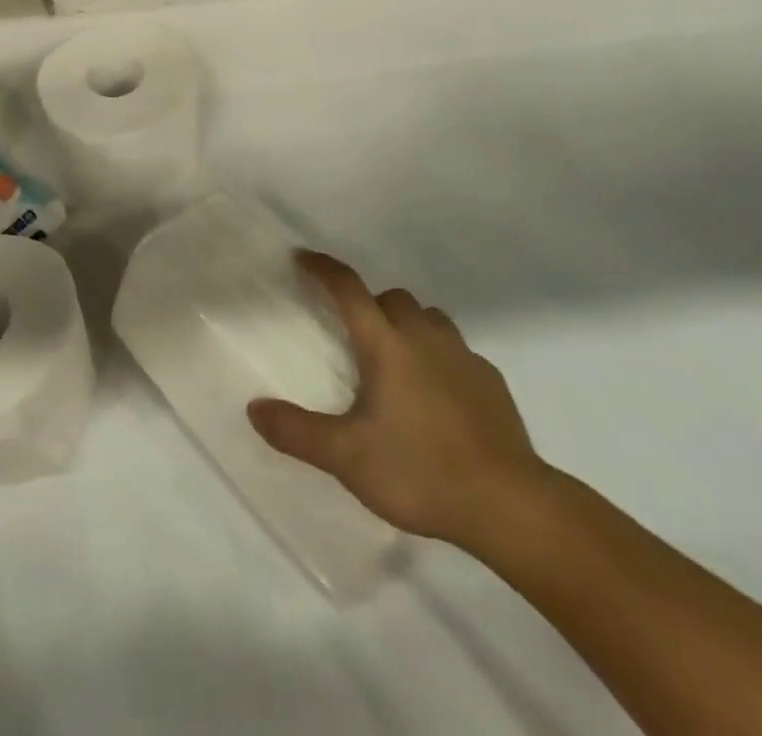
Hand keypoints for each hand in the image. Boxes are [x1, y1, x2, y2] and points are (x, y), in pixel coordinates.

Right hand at [248, 251, 551, 547]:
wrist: (507, 503)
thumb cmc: (420, 471)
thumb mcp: (347, 457)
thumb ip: (297, 431)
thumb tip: (253, 408)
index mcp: (386, 343)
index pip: (348, 289)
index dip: (323, 269)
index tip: (302, 258)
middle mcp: (424, 335)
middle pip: (391, 297)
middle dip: (368, 304)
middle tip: (353, 335)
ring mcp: (462, 354)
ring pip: (428, 317)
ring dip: (406, 324)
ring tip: (394, 360)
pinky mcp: (489, 379)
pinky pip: (455, 349)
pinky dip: (438, 355)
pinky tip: (436, 394)